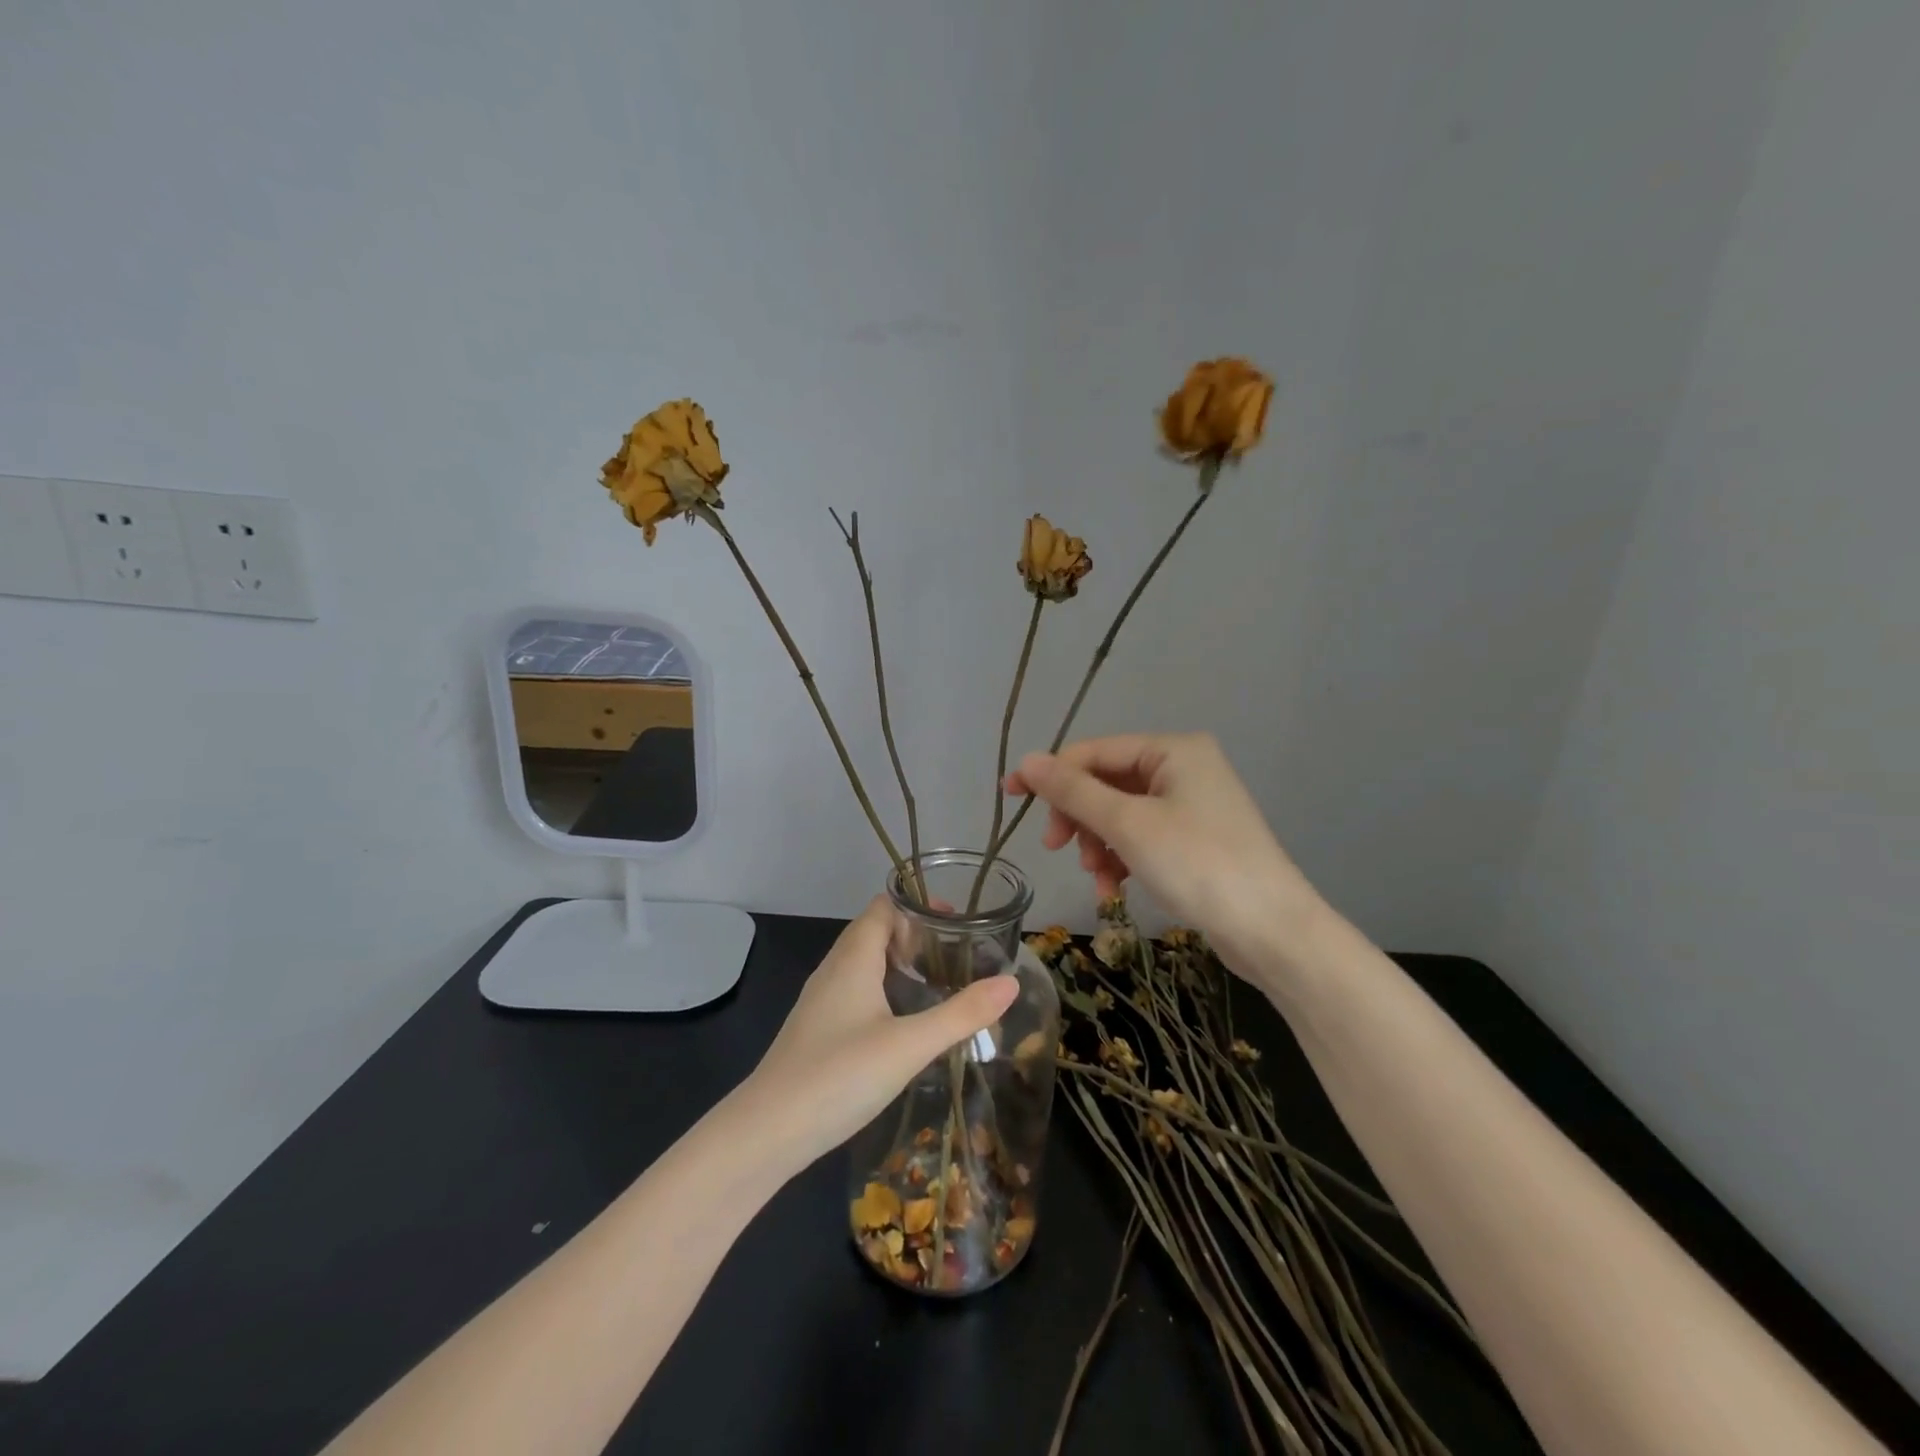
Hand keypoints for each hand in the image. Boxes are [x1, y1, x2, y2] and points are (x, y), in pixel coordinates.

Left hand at [738, 898, 1018, 1171]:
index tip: (959, 922)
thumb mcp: (909, 1045)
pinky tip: (905, 1023)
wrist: (767, 1132)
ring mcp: (822, 1000)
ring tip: (940, 983)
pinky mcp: (818, 1029)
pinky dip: (885, 990)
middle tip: (960, 955)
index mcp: (853, 957)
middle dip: (917, 935)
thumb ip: (961, 1014)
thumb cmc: (839, 1075)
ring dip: (901, 964)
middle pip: (876, 931)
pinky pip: (857, 991)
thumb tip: (1010, 982)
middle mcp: (834, 969)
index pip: (885, 906)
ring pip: (865, 964)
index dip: (920, 905)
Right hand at [1005, 732, 1322, 973]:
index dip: (1050, 774)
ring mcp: (1191, 805)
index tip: (1009, 797)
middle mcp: (1183, 768)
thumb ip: (1074, 792)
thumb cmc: (1198, 865)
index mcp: (1172, 749)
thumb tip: (1027, 760)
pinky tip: (1115, 890)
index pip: (1094, 751)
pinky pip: (1140, 838)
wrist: (1273, 931)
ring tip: (1097, 877)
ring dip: (1098, 844)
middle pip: (1106, 782)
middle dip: (1080, 817)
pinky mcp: (1194, 840)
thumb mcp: (1128, 825)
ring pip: (1120, 814)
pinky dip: (1121, 859)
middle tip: (1057, 848)